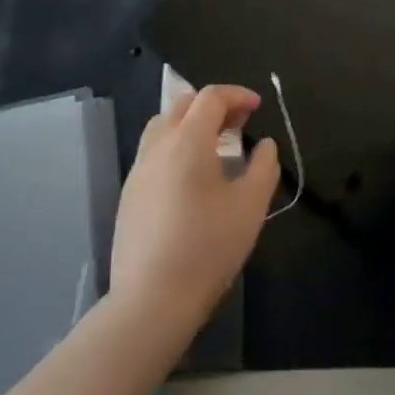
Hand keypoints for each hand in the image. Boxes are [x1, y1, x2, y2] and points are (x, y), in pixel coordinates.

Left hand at [110, 85, 279, 335]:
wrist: (151, 299)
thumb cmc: (208, 248)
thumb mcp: (250, 207)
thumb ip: (264, 167)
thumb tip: (265, 145)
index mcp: (188, 141)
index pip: (210, 97)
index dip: (237, 95)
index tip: (257, 107)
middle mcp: (158, 145)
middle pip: (183, 104)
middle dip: (214, 105)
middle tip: (239, 123)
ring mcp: (138, 169)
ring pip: (163, 125)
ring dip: (190, 123)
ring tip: (214, 145)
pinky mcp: (129, 193)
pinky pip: (153, 151)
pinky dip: (175, 145)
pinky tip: (190, 176)